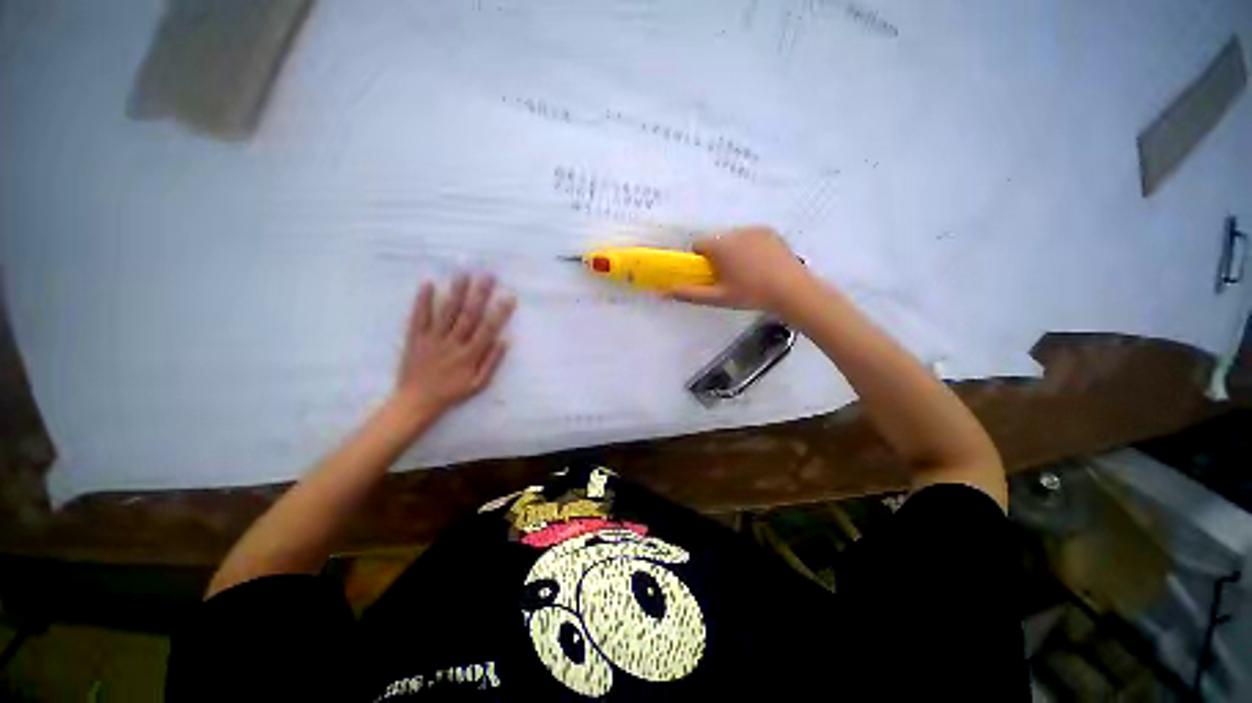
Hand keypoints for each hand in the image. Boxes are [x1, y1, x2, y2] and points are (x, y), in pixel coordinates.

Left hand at [393, 273, 515, 420]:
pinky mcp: (415, 338)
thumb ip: (491, 362)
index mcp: (470, 355)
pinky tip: (429, 284)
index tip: (509, 297)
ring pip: (447, 312)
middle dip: (480, 294)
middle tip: (488, 276)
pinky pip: (419, 317)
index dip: (499, 312)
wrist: (416, 401)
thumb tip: (504, 341)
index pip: (488, 329)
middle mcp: (453, 344)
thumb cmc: (451, 393)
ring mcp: (432, 339)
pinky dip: (423, 301)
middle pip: (468, 315)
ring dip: (456, 292)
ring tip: (464, 274)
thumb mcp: (478, 384)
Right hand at [668, 226, 814, 312]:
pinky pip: (751, 236)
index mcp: (720, 245)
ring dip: (734, 250)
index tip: (709, 274)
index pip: (698, 244)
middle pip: (716, 241)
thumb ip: (690, 293)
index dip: (700, 260)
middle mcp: (735, 232)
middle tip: (729, 277)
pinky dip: (750, 246)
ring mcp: (755, 229)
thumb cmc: (751, 294)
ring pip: (734, 238)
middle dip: (717, 255)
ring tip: (748, 272)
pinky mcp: (770, 232)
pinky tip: (761, 265)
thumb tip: (664, 293)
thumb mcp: (718, 298)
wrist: (792, 290)